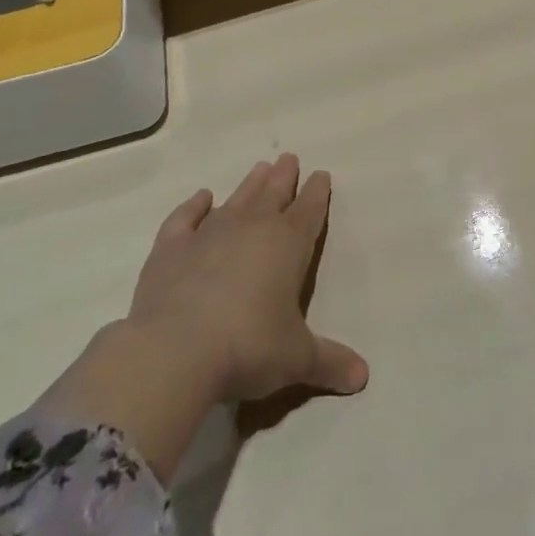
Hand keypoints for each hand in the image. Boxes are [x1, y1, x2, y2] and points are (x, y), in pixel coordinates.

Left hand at [39, 155, 366, 477]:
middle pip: (273, 194)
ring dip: (250, 184)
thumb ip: (329, 362)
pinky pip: (185, 218)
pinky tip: (201, 197)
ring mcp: (209, 234)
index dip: (317, 193)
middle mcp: (252, 228)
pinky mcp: (171, 248)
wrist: (176, 351)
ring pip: (237, 199)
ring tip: (260, 167)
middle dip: (284, 177)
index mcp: (288, 245)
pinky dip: (194, 206)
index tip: (322, 175)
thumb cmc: (249, 347)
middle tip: (289, 159)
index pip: (309, 211)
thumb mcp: (297, 358)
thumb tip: (363, 377)